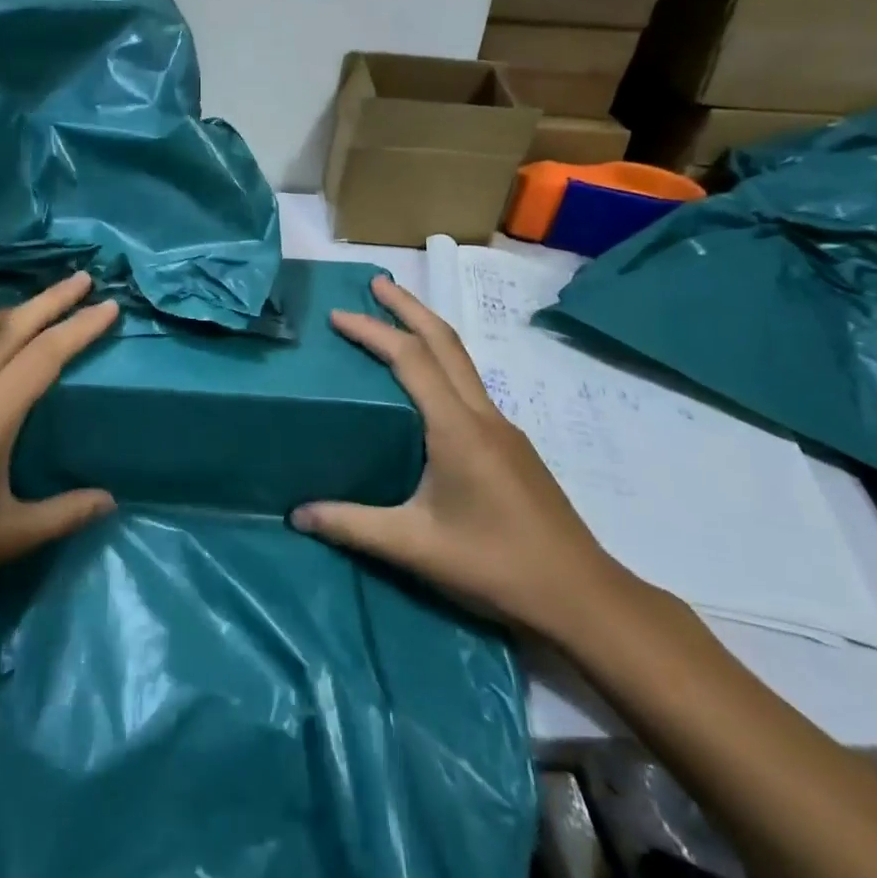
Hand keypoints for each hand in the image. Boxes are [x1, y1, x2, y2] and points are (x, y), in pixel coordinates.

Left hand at [0, 273, 119, 615]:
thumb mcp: (8, 537)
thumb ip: (63, 514)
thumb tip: (110, 500)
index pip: (44, 357)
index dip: (79, 330)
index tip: (110, 308)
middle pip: (13, 330)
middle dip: (52, 301)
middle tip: (86, 279)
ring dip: (20, 308)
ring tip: (48, 297)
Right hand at [291, 275, 633, 643]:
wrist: (581, 595)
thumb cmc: (495, 565)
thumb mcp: (414, 547)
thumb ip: (352, 525)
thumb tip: (295, 514)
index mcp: (458, 428)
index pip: (411, 359)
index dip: (374, 331)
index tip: (339, 314)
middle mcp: (483, 415)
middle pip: (445, 342)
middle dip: (409, 306)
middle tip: (376, 282)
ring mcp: (503, 428)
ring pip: (462, 361)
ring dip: (427, 331)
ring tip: (395, 319)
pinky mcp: (511, 446)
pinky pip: (468, 386)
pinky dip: (440, 363)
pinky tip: (424, 387)